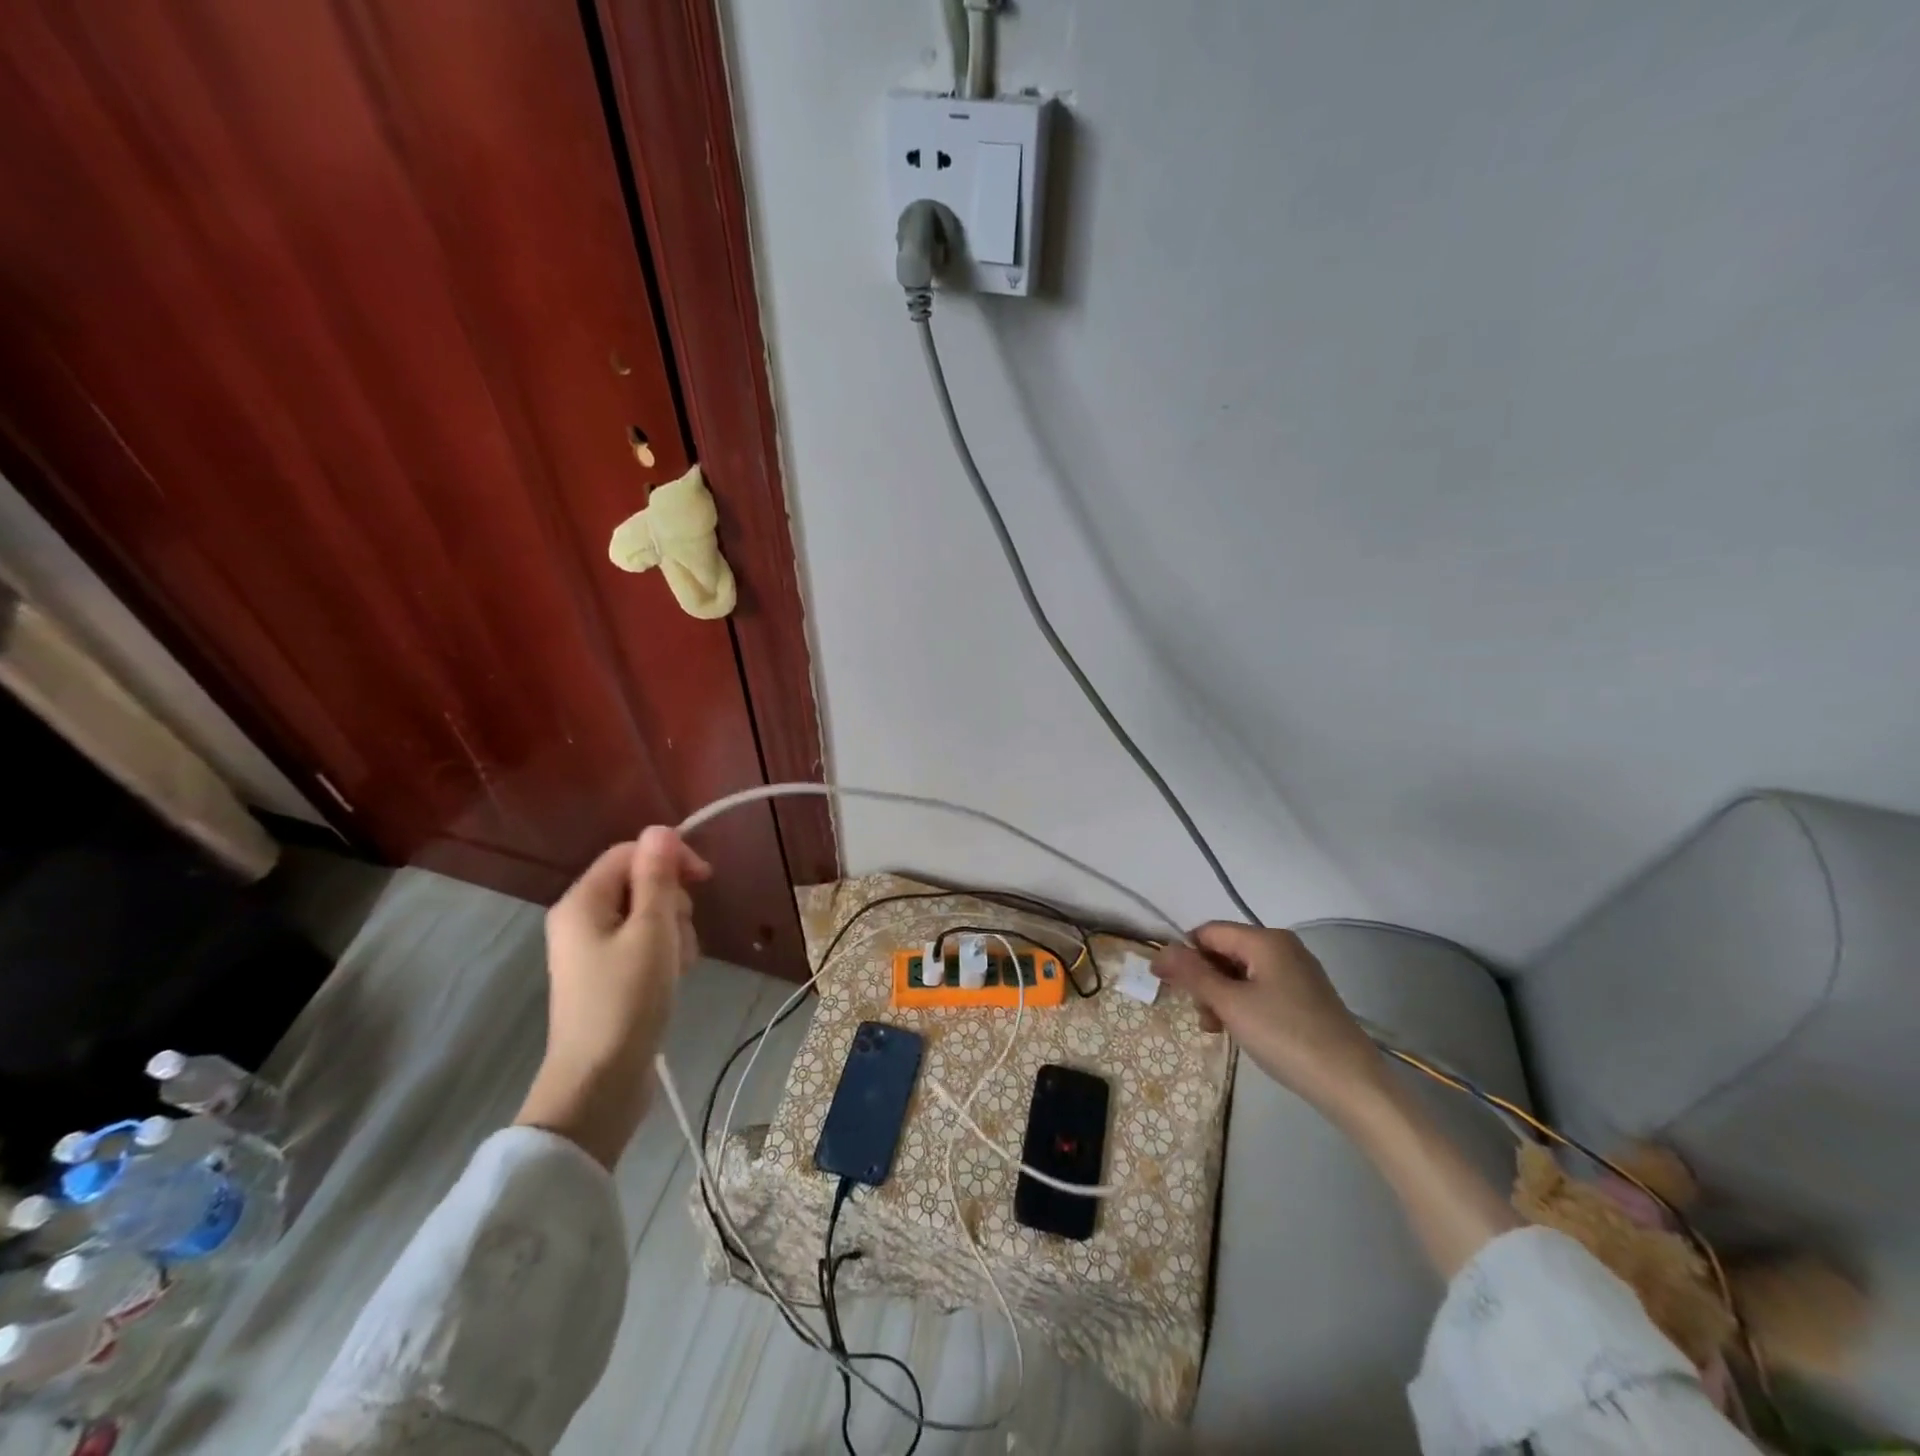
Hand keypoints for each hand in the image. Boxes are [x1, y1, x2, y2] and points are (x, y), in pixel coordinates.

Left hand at [516, 828, 711, 1166]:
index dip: (669, 857)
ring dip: (674, 931)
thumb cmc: (627, 999)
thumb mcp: (652, 931)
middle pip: (640, 884)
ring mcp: (592, 951)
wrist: (600, 1083)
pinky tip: (673, 978)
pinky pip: (644, 945)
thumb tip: (660, 829)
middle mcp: (581, 920)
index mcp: (583, 902)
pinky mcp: (607, 976)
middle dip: (672, 902)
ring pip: (648, 915)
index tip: (706, 879)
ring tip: (678, 965)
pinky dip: (665, 954)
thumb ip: (657, 877)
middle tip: (680, 935)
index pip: (630, 853)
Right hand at [1153, 924, 1388, 1121]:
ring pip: (1241, 972)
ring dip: (1221, 996)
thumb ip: (1192, 974)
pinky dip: (1243, 1004)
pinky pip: (1261, 988)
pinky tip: (1242, 1031)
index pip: (1208, 932)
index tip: (1170, 987)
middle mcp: (1282, 947)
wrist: (1352, 1084)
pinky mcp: (1305, 996)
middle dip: (1205, 980)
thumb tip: (1159, 952)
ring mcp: (1297, 972)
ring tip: (1219, 1029)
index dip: (1184, 955)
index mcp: (1265, 940)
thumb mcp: (1230, 1005)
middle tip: (1202, 1016)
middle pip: (1225, 951)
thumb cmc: (1285, 1036)